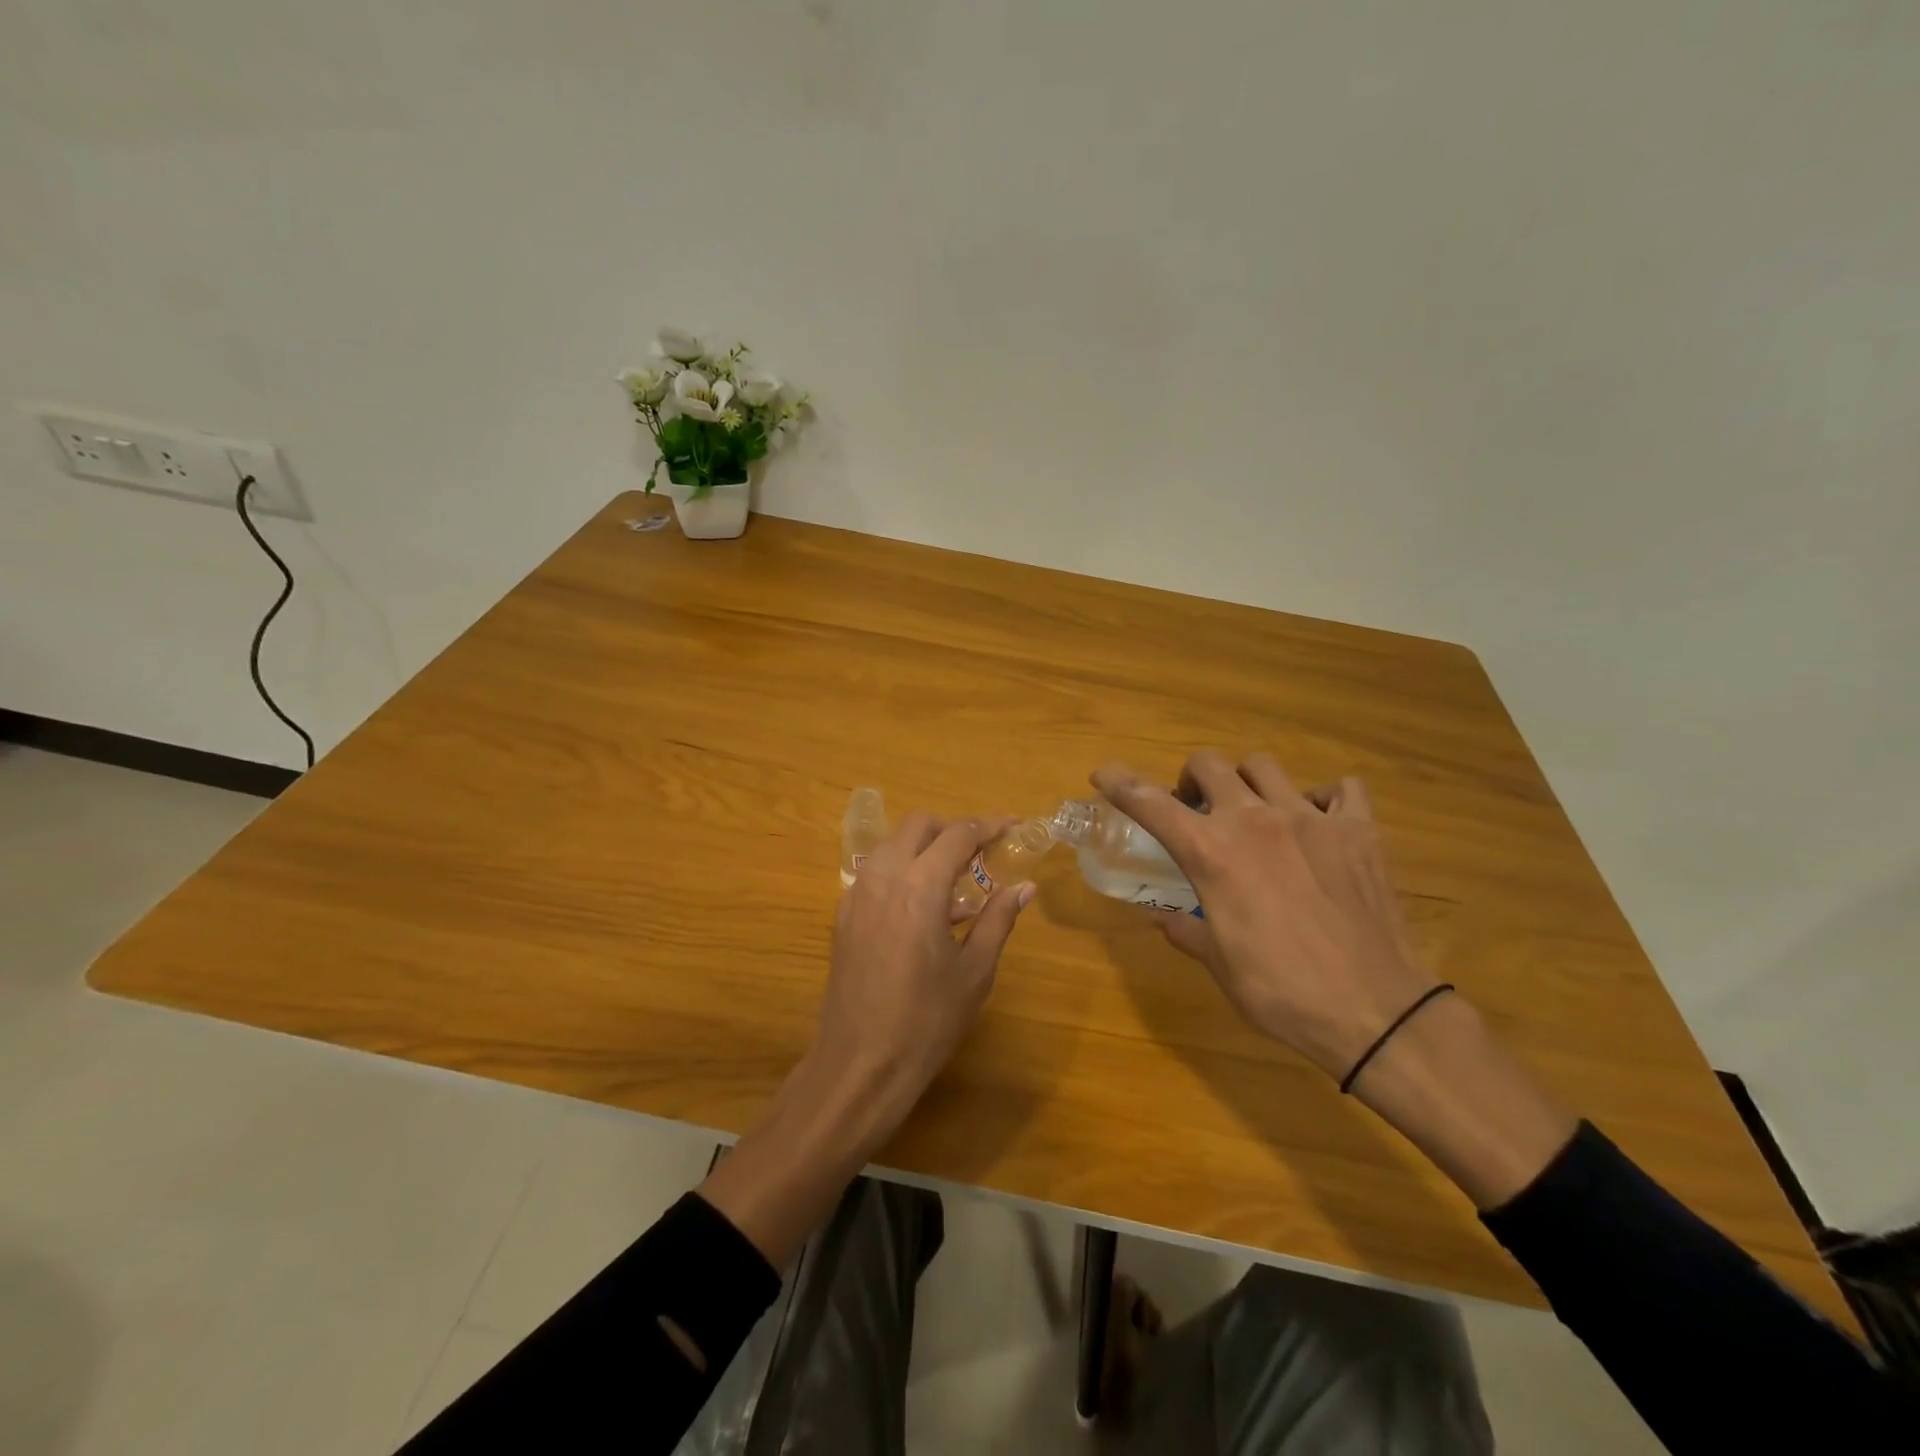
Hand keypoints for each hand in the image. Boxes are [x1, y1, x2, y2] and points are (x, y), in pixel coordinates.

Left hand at [811, 812, 1034, 1128]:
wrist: (860, 1064)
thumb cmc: (926, 1021)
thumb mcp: (974, 971)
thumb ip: (998, 920)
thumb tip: (1025, 887)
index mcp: (920, 887)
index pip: (958, 834)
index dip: (989, 825)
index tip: (1014, 826)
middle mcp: (883, 878)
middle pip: (918, 826)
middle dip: (952, 829)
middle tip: (981, 854)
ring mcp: (857, 895)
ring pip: (892, 845)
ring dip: (924, 847)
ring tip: (954, 881)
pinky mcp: (843, 915)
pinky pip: (875, 872)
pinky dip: (902, 870)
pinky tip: (922, 909)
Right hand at [1092, 751, 1436, 1081]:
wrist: (1375, 1010)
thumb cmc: (1281, 992)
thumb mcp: (1220, 964)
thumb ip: (1186, 929)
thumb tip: (1161, 917)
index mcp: (1211, 853)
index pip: (1150, 802)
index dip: (1120, 783)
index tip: (1103, 774)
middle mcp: (1254, 820)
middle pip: (1208, 764)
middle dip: (1191, 778)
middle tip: (1195, 807)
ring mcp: (1310, 819)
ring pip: (1264, 765)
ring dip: (1245, 780)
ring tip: (1252, 809)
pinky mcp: (1358, 830)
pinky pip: (1340, 789)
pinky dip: (1323, 798)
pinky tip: (1319, 823)